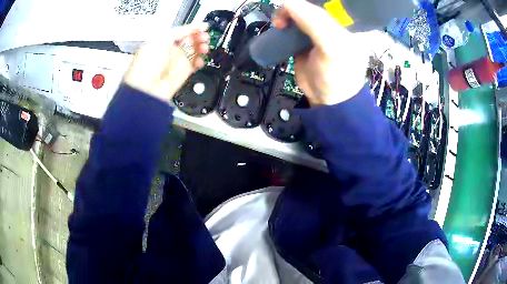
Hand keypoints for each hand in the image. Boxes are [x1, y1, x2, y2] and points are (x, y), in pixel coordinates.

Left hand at [124, 23, 209, 102]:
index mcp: (162, 42)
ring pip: (194, 52)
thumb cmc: (146, 65)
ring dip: (201, 48)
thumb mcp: (162, 40)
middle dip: (199, 37)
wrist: (146, 89)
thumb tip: (194, 27)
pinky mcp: (182, 74)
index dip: (192, 28)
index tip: (203, 27)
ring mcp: (176, 63)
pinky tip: (201, 59)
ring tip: (204, 47)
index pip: (181, 32)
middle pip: (189, 41)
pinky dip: (200, 61)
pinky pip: (195, 65)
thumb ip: (179, 31)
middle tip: (204, 37)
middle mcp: (169, 52)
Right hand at [273, 0, 368, 105]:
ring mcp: (318, 32)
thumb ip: (314, 22)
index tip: (291, 9)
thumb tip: (288, 1)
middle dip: (294, 9)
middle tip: (283, 19)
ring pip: (299, 14)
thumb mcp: (331, 47)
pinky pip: (293, 26)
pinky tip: (280, 27)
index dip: (306, 4)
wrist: (327, 101)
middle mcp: (333, 25)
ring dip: (286, 15)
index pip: (326, 4)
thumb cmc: (337, 75)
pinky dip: (284, 24)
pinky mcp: (305, 41)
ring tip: (280, 25)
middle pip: (310, 7)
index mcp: (346, 24)